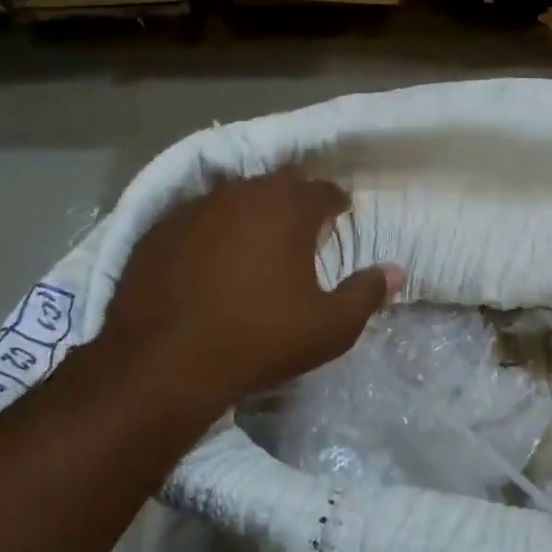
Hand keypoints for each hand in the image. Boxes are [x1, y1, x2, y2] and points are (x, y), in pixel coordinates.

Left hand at [93, 172, 403, 413]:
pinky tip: (208, 265)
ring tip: (255, 246)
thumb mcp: (330, 327)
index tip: (340, 216)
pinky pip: (194, 223)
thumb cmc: (260, 339)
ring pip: (232, 201)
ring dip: (249, 216)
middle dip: (292, 204)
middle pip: (275, 187)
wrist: (164, 364)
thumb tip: (396, 271)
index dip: (335, 203)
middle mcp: (238, 194)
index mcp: (286, 208)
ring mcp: (191, 210)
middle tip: (301, 231)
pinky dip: (209, 235)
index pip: (322, 190)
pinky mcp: (155, 232)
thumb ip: (367, 293)